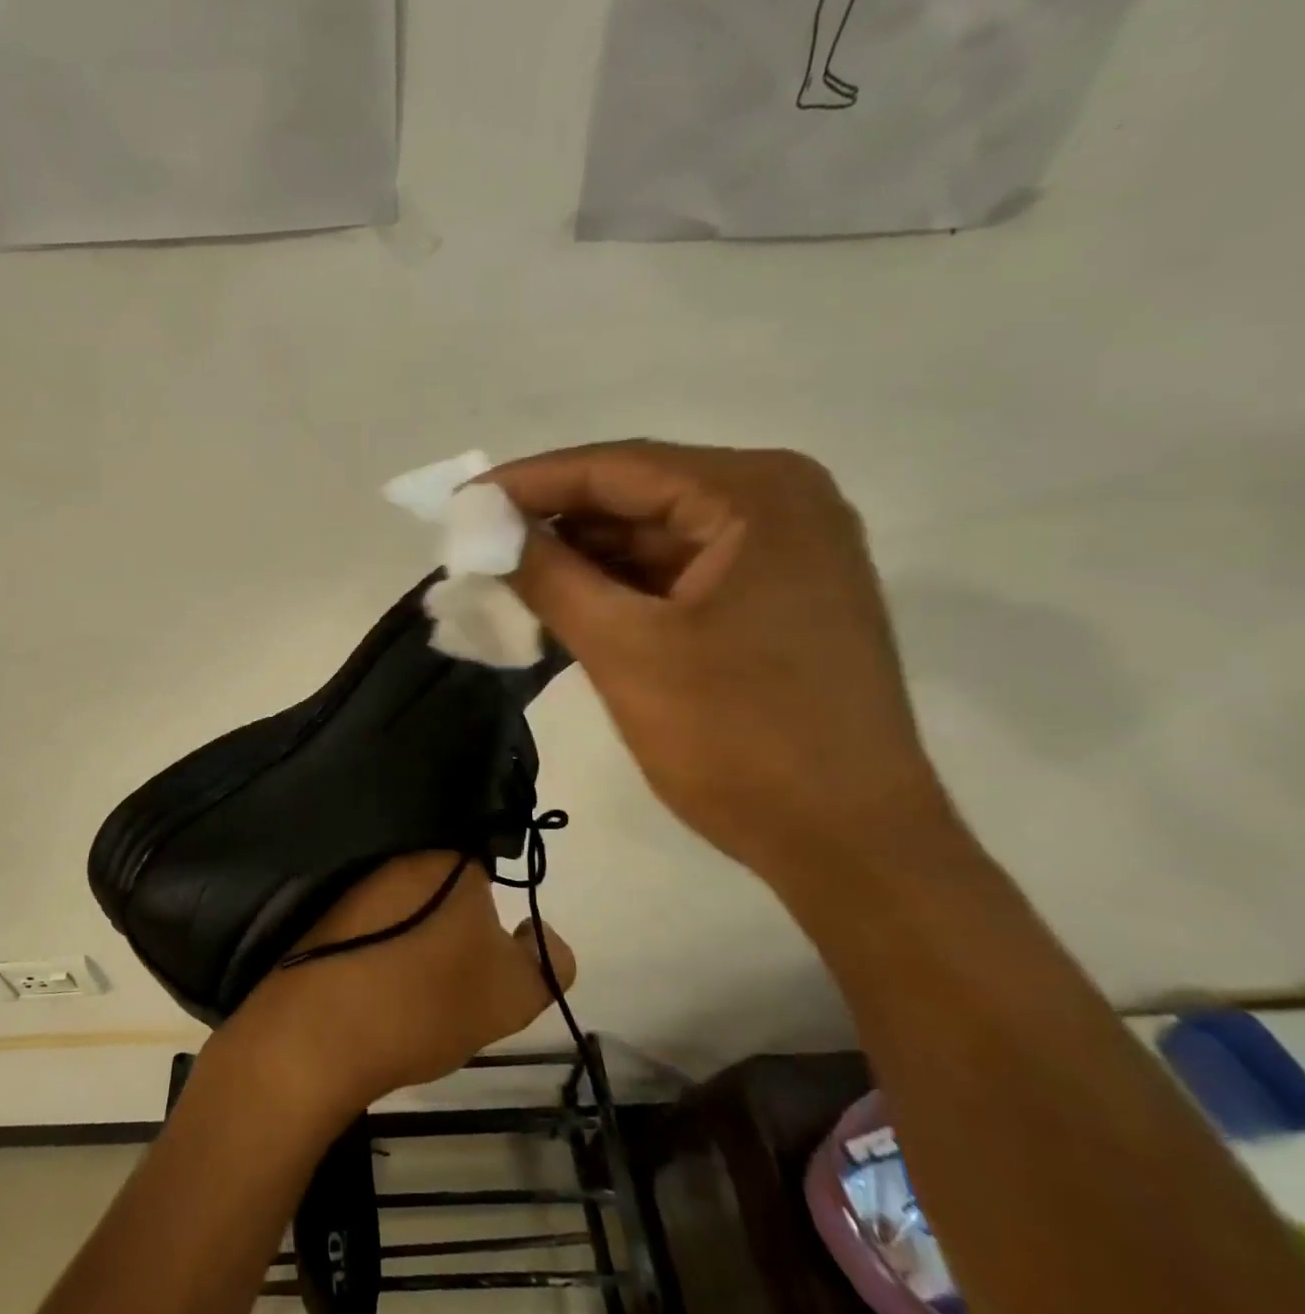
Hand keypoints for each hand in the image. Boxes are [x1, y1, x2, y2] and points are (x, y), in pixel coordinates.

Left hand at [215, 851, 575, 1116]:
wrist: (315, 1035)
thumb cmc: (423, 1001)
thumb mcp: (512, 993)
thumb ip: (548, 960)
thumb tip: (542, 933)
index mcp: (447, 857)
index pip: (486, 857)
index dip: (494, 899)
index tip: (491, 939)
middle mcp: (398, 853)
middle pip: (442, 874)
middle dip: (454, 911)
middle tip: (460, 965)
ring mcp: (354, 879)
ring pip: (403, 895)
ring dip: (415, 926)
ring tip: (420, 978)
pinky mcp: (321, 909)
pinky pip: (367, 914)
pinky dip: (380, 938)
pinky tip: (381, 977)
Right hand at [486, 441, 955, 881]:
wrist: (851, 846)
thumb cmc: (739, 741)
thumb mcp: (625, 650)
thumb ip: (548, 575)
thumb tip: (483, 525)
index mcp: (755, 496)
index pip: (618, 467)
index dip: (529, 483)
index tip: (462, 502)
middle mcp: (781, 503)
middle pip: (639, 496)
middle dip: (556, 524)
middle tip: (479, 546)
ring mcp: (786, 551)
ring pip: (656, 537)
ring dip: (585, 559)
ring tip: (511, 581)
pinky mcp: (778, 596)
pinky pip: (680, 573)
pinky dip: (622, 588)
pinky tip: (568, 606)